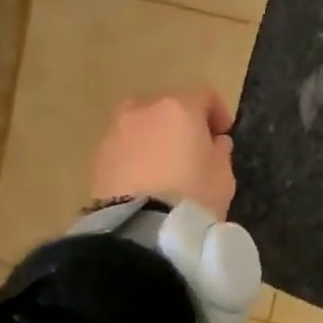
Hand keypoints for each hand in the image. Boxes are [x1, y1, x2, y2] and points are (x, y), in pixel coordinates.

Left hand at [89, 90, 235, 219]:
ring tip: (164, 166)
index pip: (204, 94)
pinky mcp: (98, 157)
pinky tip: (144, 180)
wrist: (141, 228)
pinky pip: (124, 147)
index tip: (223, 134)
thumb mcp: (223, 175)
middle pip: (166, 105)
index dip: (218, 111)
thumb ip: (219, 151)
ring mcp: (116, 132)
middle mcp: (144, 110)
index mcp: (180, 108)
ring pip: (140, 124)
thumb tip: (213, 142)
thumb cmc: (194, 194)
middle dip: (180, 121)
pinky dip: (135, 155)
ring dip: (153, 136)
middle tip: (191, 147)